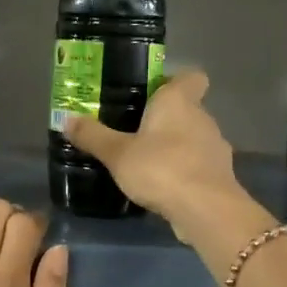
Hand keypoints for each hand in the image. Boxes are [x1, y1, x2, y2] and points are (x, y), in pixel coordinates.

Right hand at [63, 71, 248, 236]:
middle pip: (187, 109)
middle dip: (165, 119)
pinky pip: (198, 165)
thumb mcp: (117, 154)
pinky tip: (163, 187)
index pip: (191, 76)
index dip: (174, 81)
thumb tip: (67, 119)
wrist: (205, 210)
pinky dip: (184, 171)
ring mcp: (216, 147)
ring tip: (146, 163)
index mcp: (179, 101)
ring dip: (175, 147)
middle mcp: (203, 117)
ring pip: (193, 138)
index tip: (152, 94)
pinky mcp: (220, 175)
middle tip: (134, 132)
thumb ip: (93, 136)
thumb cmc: (161, 168)